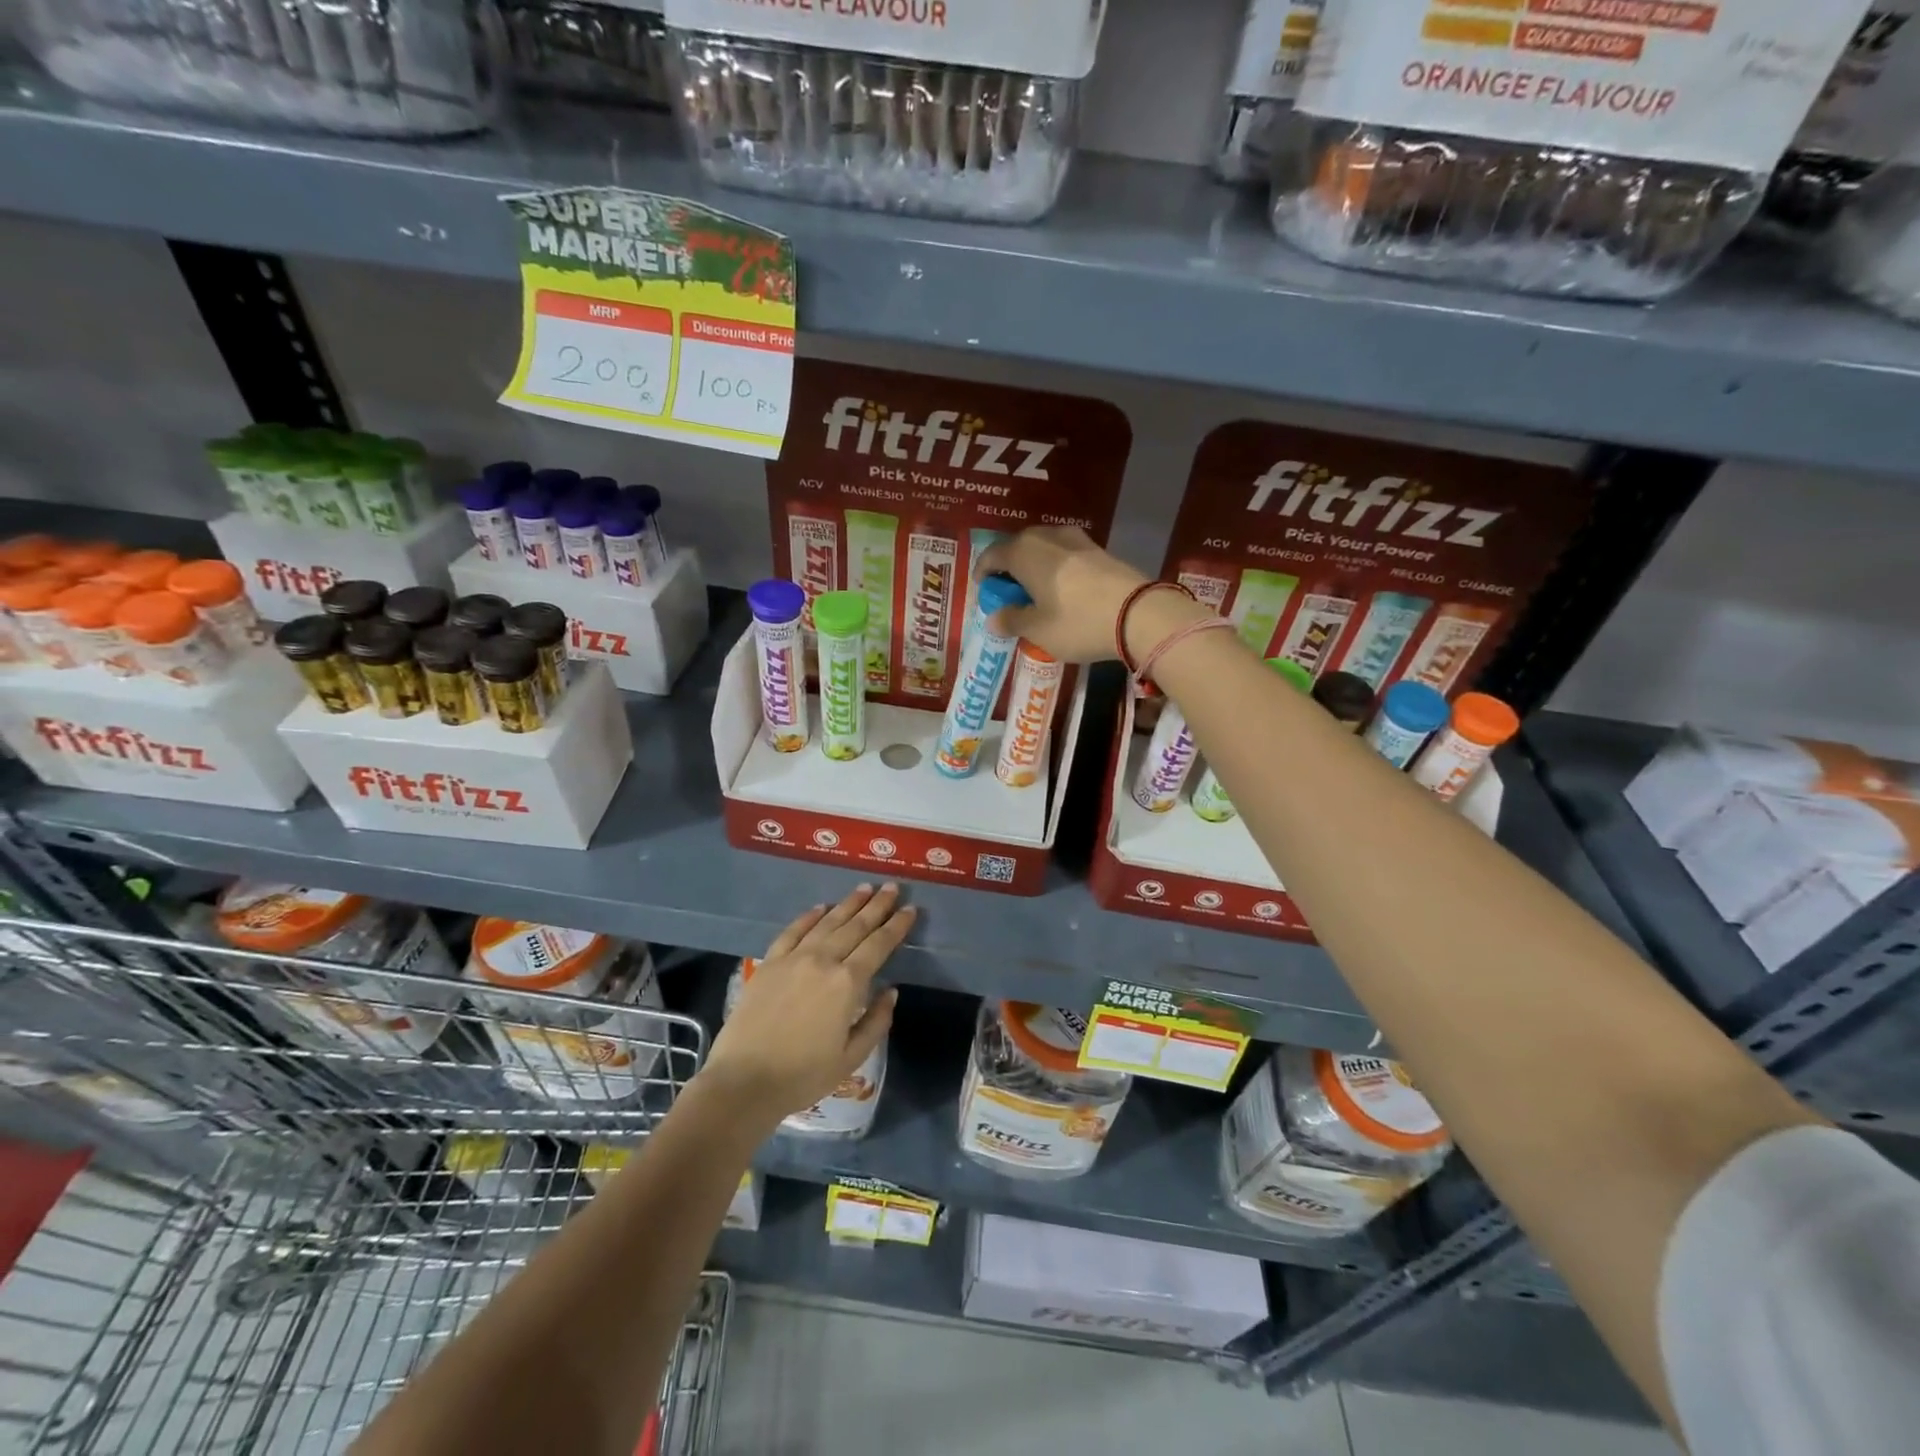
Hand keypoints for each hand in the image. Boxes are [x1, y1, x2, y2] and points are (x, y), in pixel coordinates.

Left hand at [700, 884, 912, 1127]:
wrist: (744, 1081)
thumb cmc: (803, 1075)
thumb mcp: (851, 1057)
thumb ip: (877, 1021)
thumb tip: (891, 991)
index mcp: (847, 983)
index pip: (879, 945)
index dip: (897, 925)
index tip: (910, 909)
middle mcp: (823, 960)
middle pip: (856, 926)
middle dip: (877, 905)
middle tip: (892, 887)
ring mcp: (793, 958)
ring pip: (827, 922)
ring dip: (848, 904)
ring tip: (864, 889)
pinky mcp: (769, 962)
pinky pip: (793, 931)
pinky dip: (809, 916)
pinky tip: (820, 908)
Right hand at [976, 527, 1146, 662]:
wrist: (1139, 613)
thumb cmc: (1077, 622)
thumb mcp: (1038, 630)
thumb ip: (1012, 621)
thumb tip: (993, 618)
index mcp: (1023, 552)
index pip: (992, 556)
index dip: (983, 574)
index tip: (983, 592)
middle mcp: (1046, 537)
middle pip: (1017, 547)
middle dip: (1009, 569)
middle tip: (1009, 594)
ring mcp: (1076, 539)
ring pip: (1043, 548)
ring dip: (1034, 566)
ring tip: (1036, 592)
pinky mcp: (1099, 549)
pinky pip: (1065, 554)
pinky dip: (1056, 568)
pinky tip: (1062, 589)